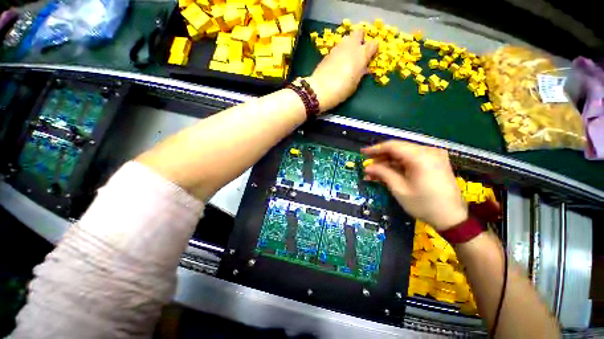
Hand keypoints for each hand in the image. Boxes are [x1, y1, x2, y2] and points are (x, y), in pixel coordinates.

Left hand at [306, 30, 377, 112]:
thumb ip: (360, 73)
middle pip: (359, 32)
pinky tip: (337, 62)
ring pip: (347, 38)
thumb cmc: (341, 90)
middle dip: (360, 39)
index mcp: (361, 55)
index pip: (373, 44)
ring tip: (346, 57)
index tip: (371, 56)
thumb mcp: (355, 84)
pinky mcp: (328, 52)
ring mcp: (338, 47)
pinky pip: (338, 47)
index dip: (373, 49)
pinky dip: (339, 52)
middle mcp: (351, 46)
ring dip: (349, 44)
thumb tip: (363, 68)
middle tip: (358, 51)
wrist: (320, 90)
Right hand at [361, 141, 467, 231]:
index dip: (375, 149)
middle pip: (398, 149)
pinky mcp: (435, 162)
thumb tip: (367, 167)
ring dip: (388, 162)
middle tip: (368, 166)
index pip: (393, 146)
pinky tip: (388, 172)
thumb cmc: (424, 205)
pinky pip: (412, 159)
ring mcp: (434, 156)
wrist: (452, 218)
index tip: (363, 153)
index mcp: (421, 157)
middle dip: (381, 157)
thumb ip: (382, 173)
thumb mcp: (399, 189)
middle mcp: (429, 151)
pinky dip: (399, 165)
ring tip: (375, 173)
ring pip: (404, 154)